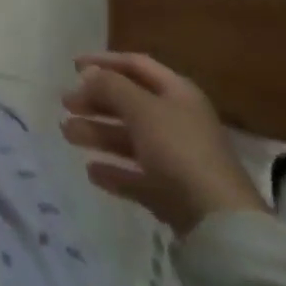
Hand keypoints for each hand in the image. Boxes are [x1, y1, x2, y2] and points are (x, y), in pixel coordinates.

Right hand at [60, 52, 266, 233]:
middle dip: (95, 101)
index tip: (73, 65)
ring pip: (129, 139)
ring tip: (67, 134)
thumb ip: (110, 85)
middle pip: (129, 102)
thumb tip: (89, 73)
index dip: (104, 61)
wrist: (220, 225)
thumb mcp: (141, 108)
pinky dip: (114, 171)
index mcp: (176, 92)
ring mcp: (176, 159)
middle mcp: (177, 120)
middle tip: (65, 104)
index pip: (135, 64)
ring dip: (98, 134)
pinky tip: (92, 172)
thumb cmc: (179, 149)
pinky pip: (137, 175)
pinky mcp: (173, 194)